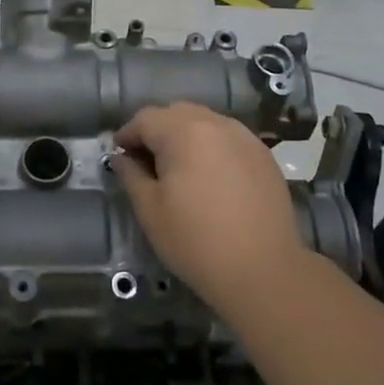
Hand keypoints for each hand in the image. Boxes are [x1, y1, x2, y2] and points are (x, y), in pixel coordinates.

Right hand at [110, 103, 307, 313]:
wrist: (264, 271)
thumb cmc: (197, 241)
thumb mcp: (151, 211)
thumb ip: (131, 175)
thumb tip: (120, 157)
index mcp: (183, 132)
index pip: (145, 119)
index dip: (127, 135)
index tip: (119, 156)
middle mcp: (215, 123)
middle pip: (176, 113)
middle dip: (157, 131)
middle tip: (147, 162)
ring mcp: (244, 137)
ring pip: (205, 122)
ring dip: (186, 136)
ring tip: (180, 169)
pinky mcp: (263, 155)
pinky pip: (228, 138)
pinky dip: (212, 146)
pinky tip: (211, 176)